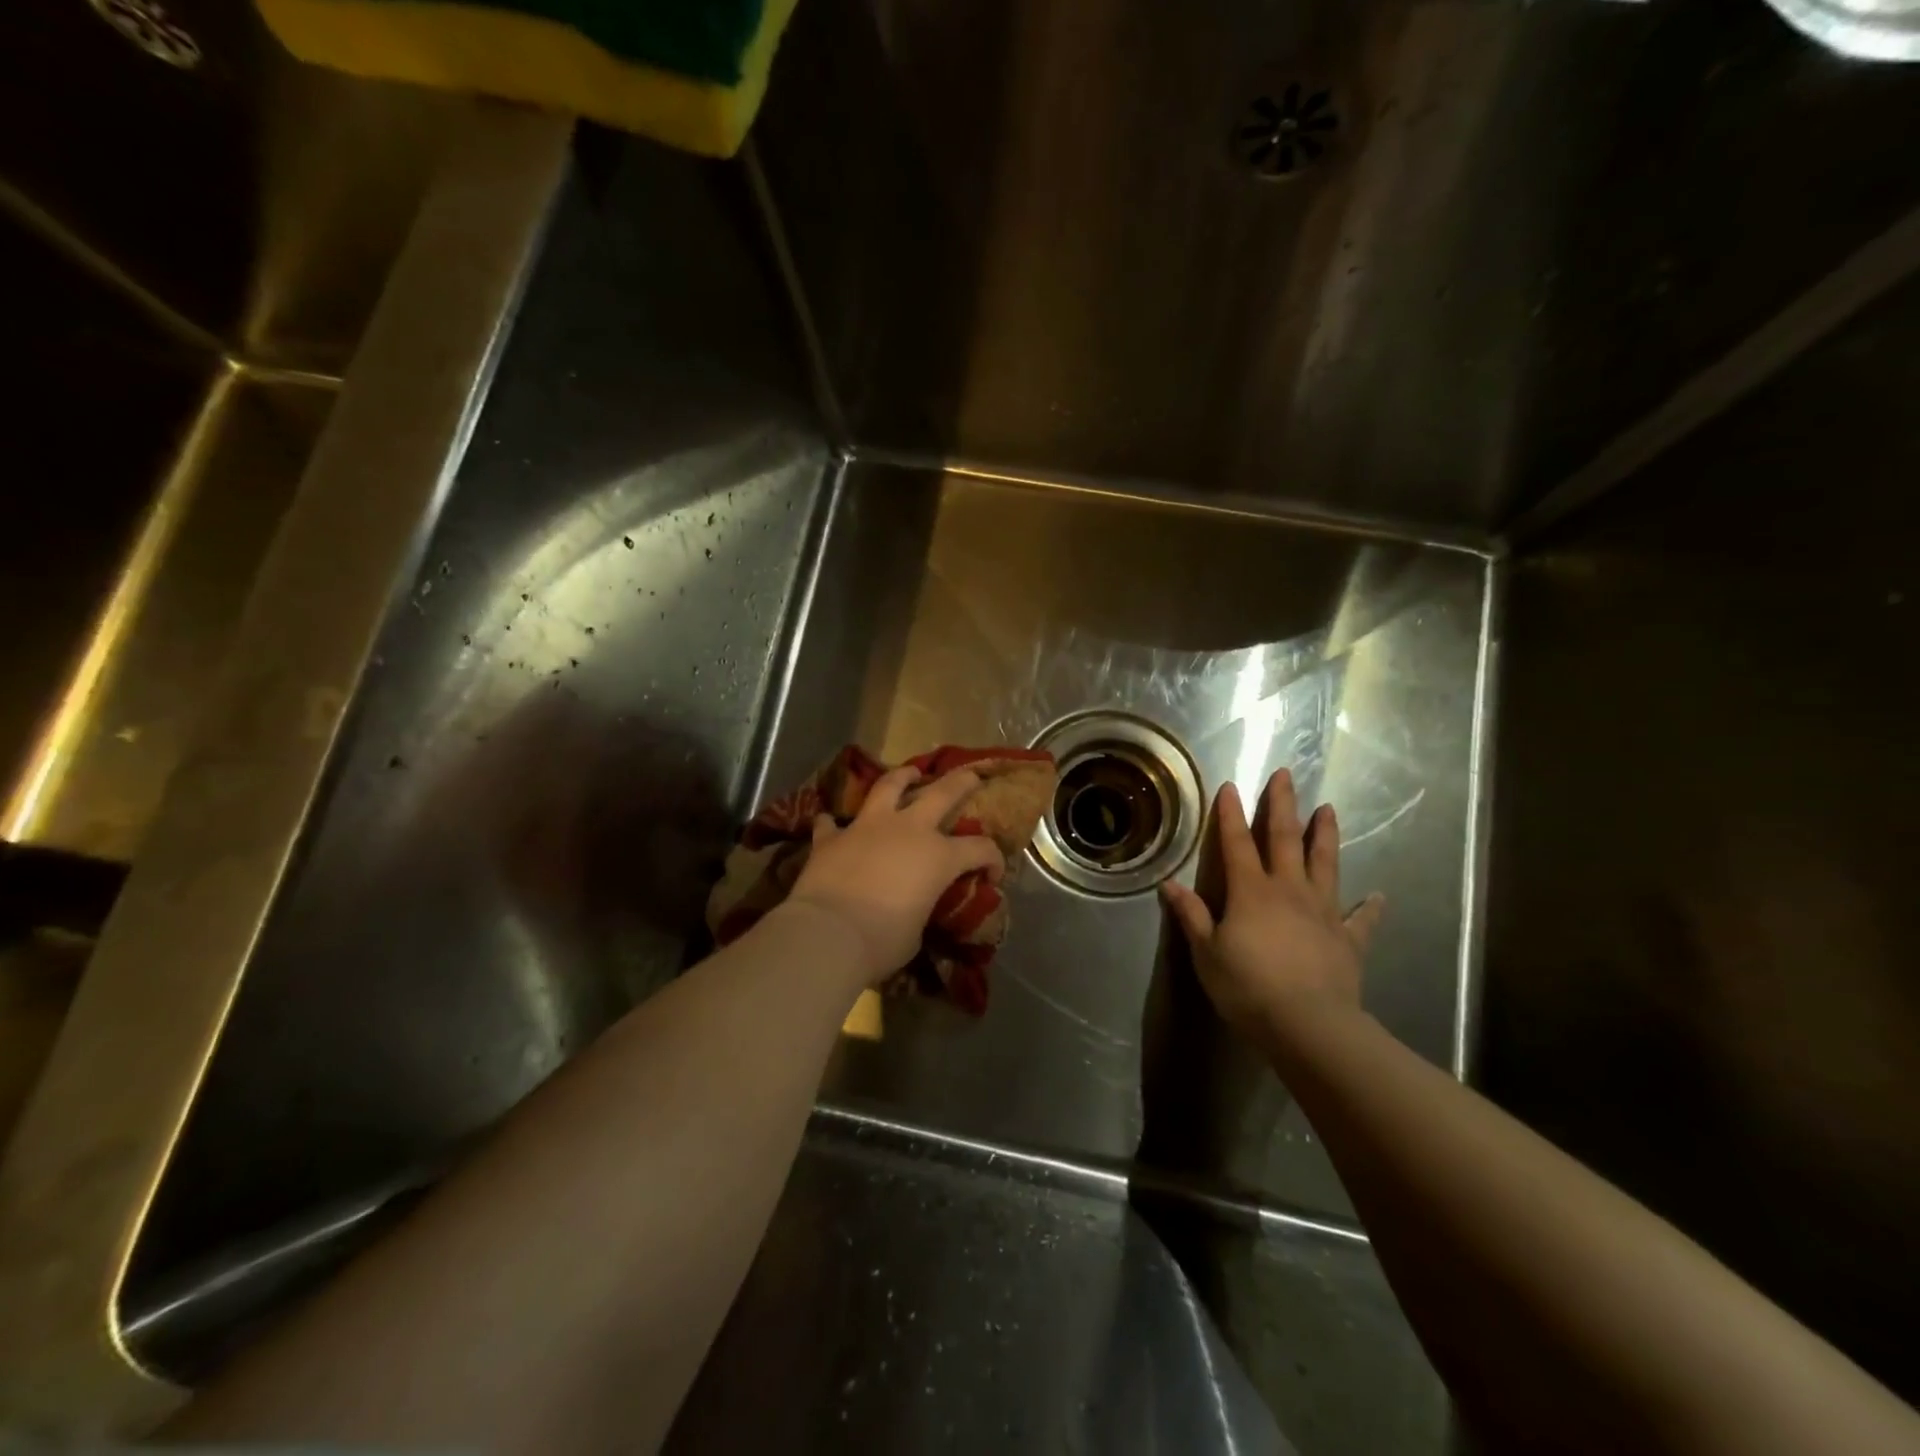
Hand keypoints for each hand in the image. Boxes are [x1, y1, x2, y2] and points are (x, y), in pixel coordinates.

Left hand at [786, 766, 1006, 986]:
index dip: (993, 860)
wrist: (829, 934)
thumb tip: (914, 909)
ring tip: (909, 773)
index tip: (992, 875)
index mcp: (938, 857)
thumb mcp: (916, 931)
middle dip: (961, 782)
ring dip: (902, 777)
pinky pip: (832, 823)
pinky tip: (831, 823)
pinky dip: (833, 823)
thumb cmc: (882, 941)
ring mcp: (868, 827)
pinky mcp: (832, 837)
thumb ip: (921, 909)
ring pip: (889, 787)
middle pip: (942, 793)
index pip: (980, 849)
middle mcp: (908, 830)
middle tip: (970, 777)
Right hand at [1160, 769, 1384, 1038]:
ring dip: (1325, 836)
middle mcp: (1289, 890)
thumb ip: (1191, 916)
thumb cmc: (1248, 987)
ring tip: (1329, 810)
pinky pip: (1362, 919)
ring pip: (1325, 864)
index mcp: (1251, 892)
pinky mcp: (1348, 939)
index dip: (1231, 814)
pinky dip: (1371, 907)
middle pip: (1285, 839)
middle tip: (1286, 774)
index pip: (1237, 844)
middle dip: (1283, 805)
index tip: (1230, 786)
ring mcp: (1323, 912)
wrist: (1309, 1025)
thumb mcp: (1207, 953)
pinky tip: (1379, 896)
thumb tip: (1169, 885)